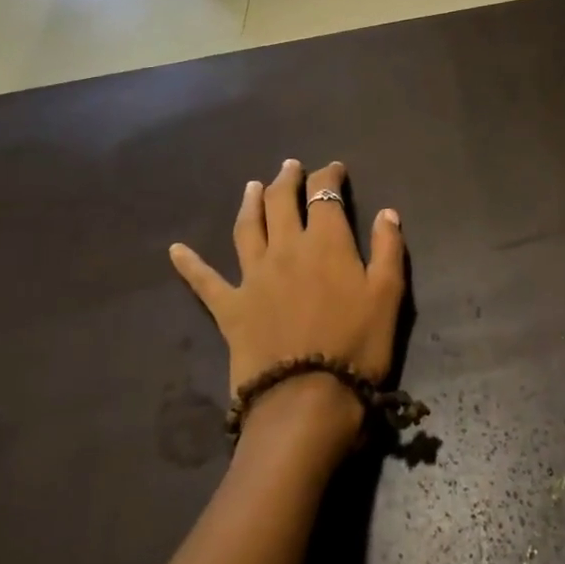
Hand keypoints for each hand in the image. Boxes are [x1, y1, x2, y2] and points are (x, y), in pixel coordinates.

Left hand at [169, 161, 405, 457]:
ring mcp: (252, 276)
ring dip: (250, 203)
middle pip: (281, 203)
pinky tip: (175, 251)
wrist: (307, 397)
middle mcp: (285, 249)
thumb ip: (388, 249)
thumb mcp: (388, 295)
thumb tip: (387, 212)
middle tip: (290, 166)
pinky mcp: (230, 307)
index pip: (324, 195)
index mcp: (326, 242)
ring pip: (247, 228)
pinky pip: (204, 281)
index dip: (328, 176)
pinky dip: (190, 264)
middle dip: (287, 180)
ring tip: (253, 186)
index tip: (333, 168)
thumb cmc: (357, 345)